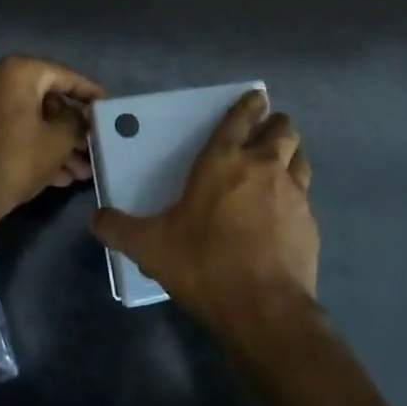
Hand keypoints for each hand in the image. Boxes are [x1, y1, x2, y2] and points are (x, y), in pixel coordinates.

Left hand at [0, 55, 103, 226]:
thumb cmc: (16, 160)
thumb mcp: (59, 140)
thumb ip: (78, 122)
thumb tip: (82, 118)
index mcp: (16, 72)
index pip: (64, 76)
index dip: (90, 93)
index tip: (109, 107)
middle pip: (46, 99)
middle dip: (73, 128)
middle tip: (94, 146)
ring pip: (30, 118)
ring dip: (56, 142)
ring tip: (82, 171)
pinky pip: (13, 129)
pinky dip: (34, 145)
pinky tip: (60, 175)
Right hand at [92, 90, 318, 331]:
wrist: (263, 308)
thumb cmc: (204, 264)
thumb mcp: (150, 247)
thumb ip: (120, 229)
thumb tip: (96, 219)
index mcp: (224, 161)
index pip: (240, 118)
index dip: (249, 104)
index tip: (256, 97)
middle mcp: (263, 167)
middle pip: (282, 129)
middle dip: (275, 125)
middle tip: (264, 135)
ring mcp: (293, 193)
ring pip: (299, 157)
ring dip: (290, 156)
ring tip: (279, 167)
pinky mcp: (310, 223)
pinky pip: (305, 197)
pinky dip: (296, 198)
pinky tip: (284, 216)